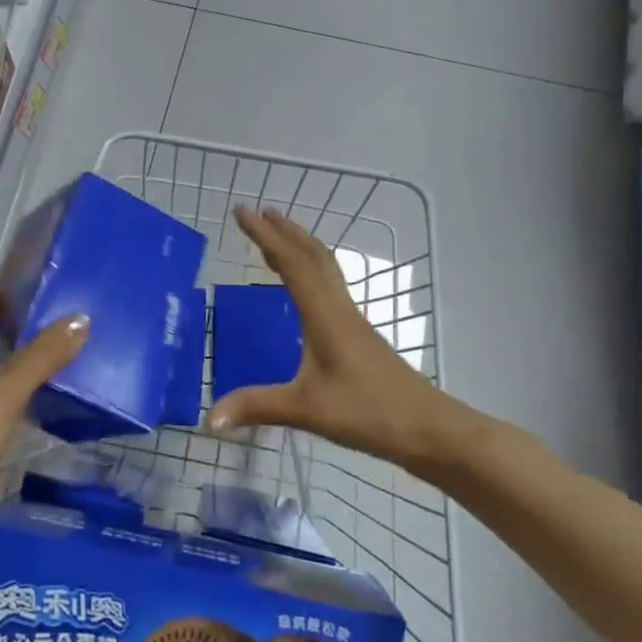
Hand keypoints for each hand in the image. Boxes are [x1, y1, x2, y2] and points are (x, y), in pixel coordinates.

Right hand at [204, 207, 490, 479]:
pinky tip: (305, 289)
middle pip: (313, 256)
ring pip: (326, 269)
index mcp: (325, 316)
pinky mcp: (360, 336)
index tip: (242, 211)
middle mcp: (340, 309)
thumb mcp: (307, 410)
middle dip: (285, 231)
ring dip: (300, 246)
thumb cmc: (370, 413)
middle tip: (258, 212)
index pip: (292, 263)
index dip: (265, 236)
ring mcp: (353, 322)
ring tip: (279, 237)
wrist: (430, 430)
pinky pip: (330, 288)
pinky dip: (311, 271)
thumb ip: (257, 407)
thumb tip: (210, 419)